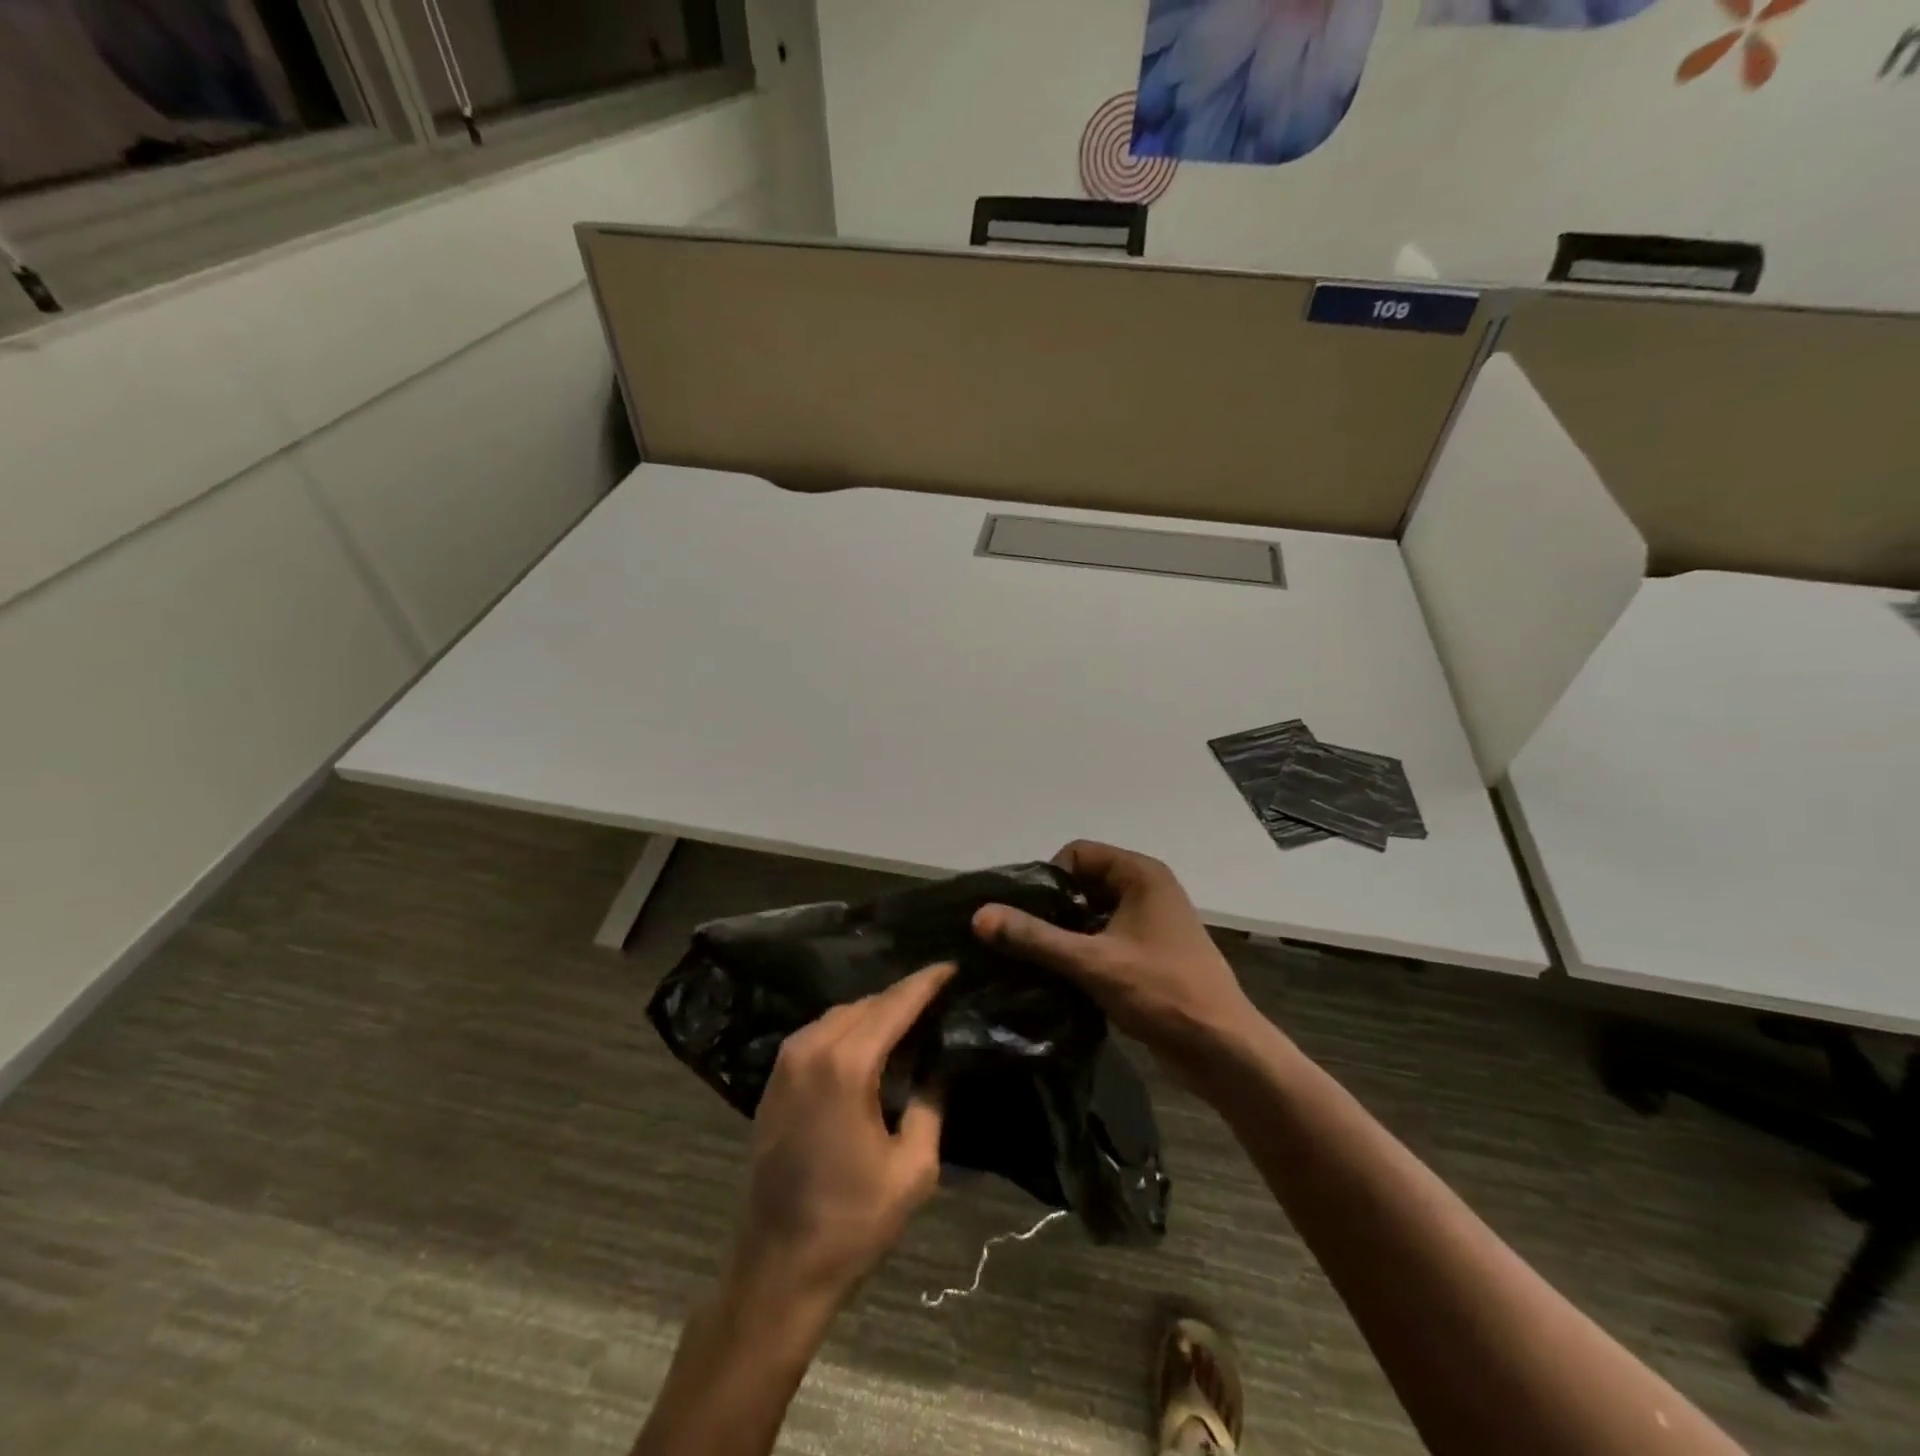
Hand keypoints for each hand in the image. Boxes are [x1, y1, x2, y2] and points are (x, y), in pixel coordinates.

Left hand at [728, 961, 955, 1312]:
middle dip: (904, 996)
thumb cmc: (852, 1222)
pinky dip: (850, 1029)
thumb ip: (931, 1105)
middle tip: (941, 999)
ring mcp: (786, 1062)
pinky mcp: (775, 1079)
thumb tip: (941, 1066)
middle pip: (867, 1004)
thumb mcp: (912, 1169)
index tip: (954, 966)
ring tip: (913, 1020)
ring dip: (876, 1012)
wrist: (777, 1268)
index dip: (926, 983)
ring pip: (841, 1015)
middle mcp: (811, 1049)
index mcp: (846, 1065)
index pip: (894, 1004)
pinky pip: (820, 1034)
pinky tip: (873, 1044)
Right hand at [972, 841, 1253, 1069]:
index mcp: (1140, 874)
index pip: (1076, 854)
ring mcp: (1149, 922)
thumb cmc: (1162, 993)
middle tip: (1022, 940)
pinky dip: (1081, 951)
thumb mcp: (1092, 961)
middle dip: (1052, 908)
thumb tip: (979, 916)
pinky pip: (1103, 938)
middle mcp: (1146, 889)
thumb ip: (1034, 937)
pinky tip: (1058, 977)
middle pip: (1082, 882)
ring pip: (1090, 913)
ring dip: (1064, 933)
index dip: (1047, 879)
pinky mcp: (1148, 953)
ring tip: (1034, 960)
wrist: (1223, 1051)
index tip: (1026, 915)